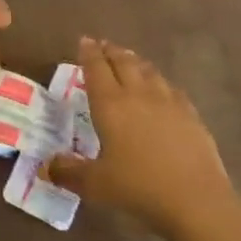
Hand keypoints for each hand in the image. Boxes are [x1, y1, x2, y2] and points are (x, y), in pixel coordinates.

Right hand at [46, 37, 233, 236]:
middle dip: (111, 51)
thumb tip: (45, 167)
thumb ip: (68, 172)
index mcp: (110, 104)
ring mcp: (168, 102)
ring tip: (129, 60)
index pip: (96, 69)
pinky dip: (160, 82)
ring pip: (148, 71)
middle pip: (123, 63)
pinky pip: (171, 88)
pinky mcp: (191, 114)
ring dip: (135, 62)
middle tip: (103, 45)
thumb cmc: (138, 187)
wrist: (196, 200)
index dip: (88, 53)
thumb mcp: (95, 184)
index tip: (84, 41)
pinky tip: (162, 89)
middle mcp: (138, 94)